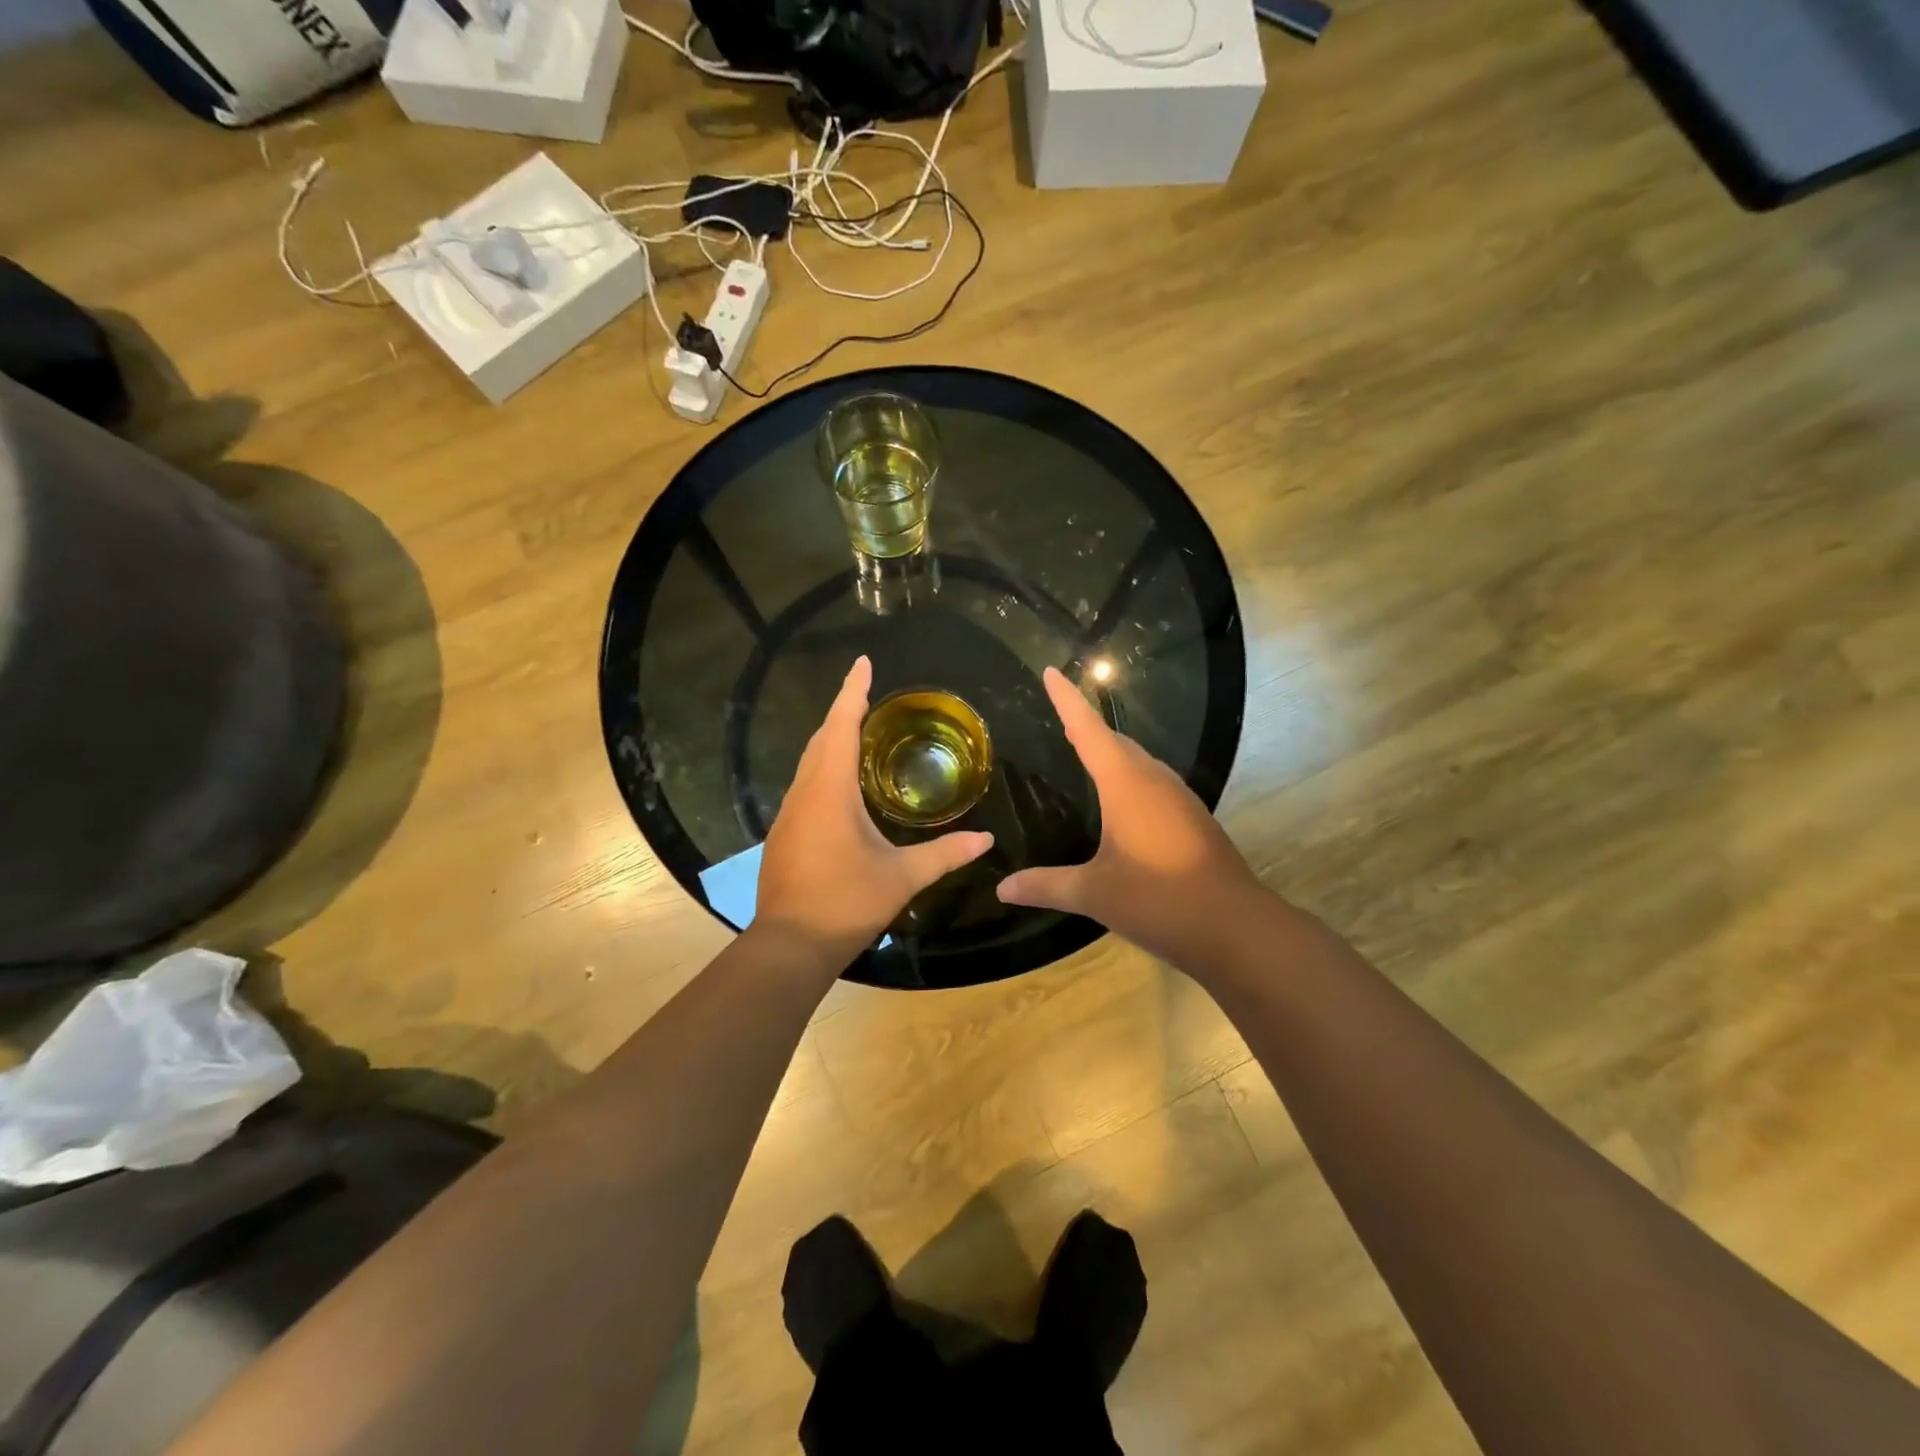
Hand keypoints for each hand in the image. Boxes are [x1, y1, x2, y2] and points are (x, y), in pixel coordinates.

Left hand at [756, 657, 992, 960]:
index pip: (841, 725)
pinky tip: (841, 785)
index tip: (862, 663)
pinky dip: (824, 768)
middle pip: (822, 738)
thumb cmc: (847, 902)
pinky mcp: (783, 834)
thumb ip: (945, 854)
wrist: (790, 945)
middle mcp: (804, 792)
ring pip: (809, 762)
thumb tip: (987, 839)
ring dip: (832, 740)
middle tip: (869, 697)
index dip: (852, 691)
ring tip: (860, 733)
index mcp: (830, 790)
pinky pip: (805, 785)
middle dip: (843, 712)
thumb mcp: (902, 877)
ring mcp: (788, 814)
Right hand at [997, 667, 1265, 965]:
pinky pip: (1153, 783)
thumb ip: (1047, 886)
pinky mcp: (1193, 819)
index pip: (1088, 730)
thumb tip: (1002, 888)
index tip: (1052, 671)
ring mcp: (1179, 799)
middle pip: (1115, 741)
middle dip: (1087, 725)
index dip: (1068, 700)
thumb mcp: (1095, 894)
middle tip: (1061, 715)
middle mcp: (1154, 781)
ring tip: (1086, 751)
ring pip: (1139, 761)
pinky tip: (1123, 800)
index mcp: (1126, 784)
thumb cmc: (1159, 900)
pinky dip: (1130, 777)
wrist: (1236, 928)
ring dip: (1112, 751)